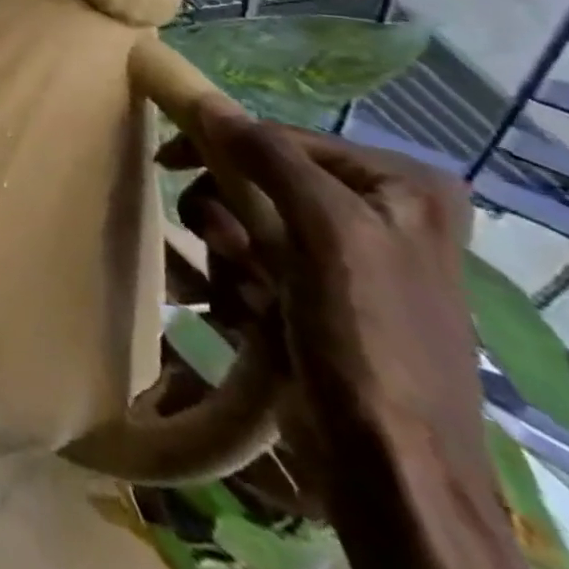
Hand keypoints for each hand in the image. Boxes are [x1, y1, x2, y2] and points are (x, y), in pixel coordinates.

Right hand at [160, 118, 531, 568]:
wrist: (391, 468)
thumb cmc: (367, 338)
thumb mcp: (327, 233)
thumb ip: (268, 158)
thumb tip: (204, 100)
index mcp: (403, 187)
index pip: (282, 138)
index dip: (222, 147)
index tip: (165, 163)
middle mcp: (383, 213)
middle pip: (263, 179)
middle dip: (229, 212)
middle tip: (221, 242)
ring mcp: (351, 258)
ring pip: (252, 220)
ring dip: (231, 251)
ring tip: (244, 289)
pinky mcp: (322, 297)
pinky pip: (258, 261)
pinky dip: (241, 281)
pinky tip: (250, 312)